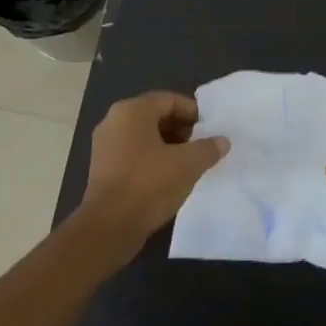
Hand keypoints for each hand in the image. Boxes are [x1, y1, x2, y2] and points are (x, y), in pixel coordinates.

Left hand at [79, 91, 227, 256]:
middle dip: (181, 128)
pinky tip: (170, 176)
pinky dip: (153, 158)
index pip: (169, 100)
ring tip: (189, 162)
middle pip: (155, 116)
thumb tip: (222, 141)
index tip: (211, 129)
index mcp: (132, 111)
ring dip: (169, 145)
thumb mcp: (188, 164)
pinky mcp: (103, 168)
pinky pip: (133, 153)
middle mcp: (114, 121)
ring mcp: (105, 145)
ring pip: (144, 136)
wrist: (110, 225)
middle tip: (202, 145)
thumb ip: (208, 148)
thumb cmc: (150, 184)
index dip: (193, 112)